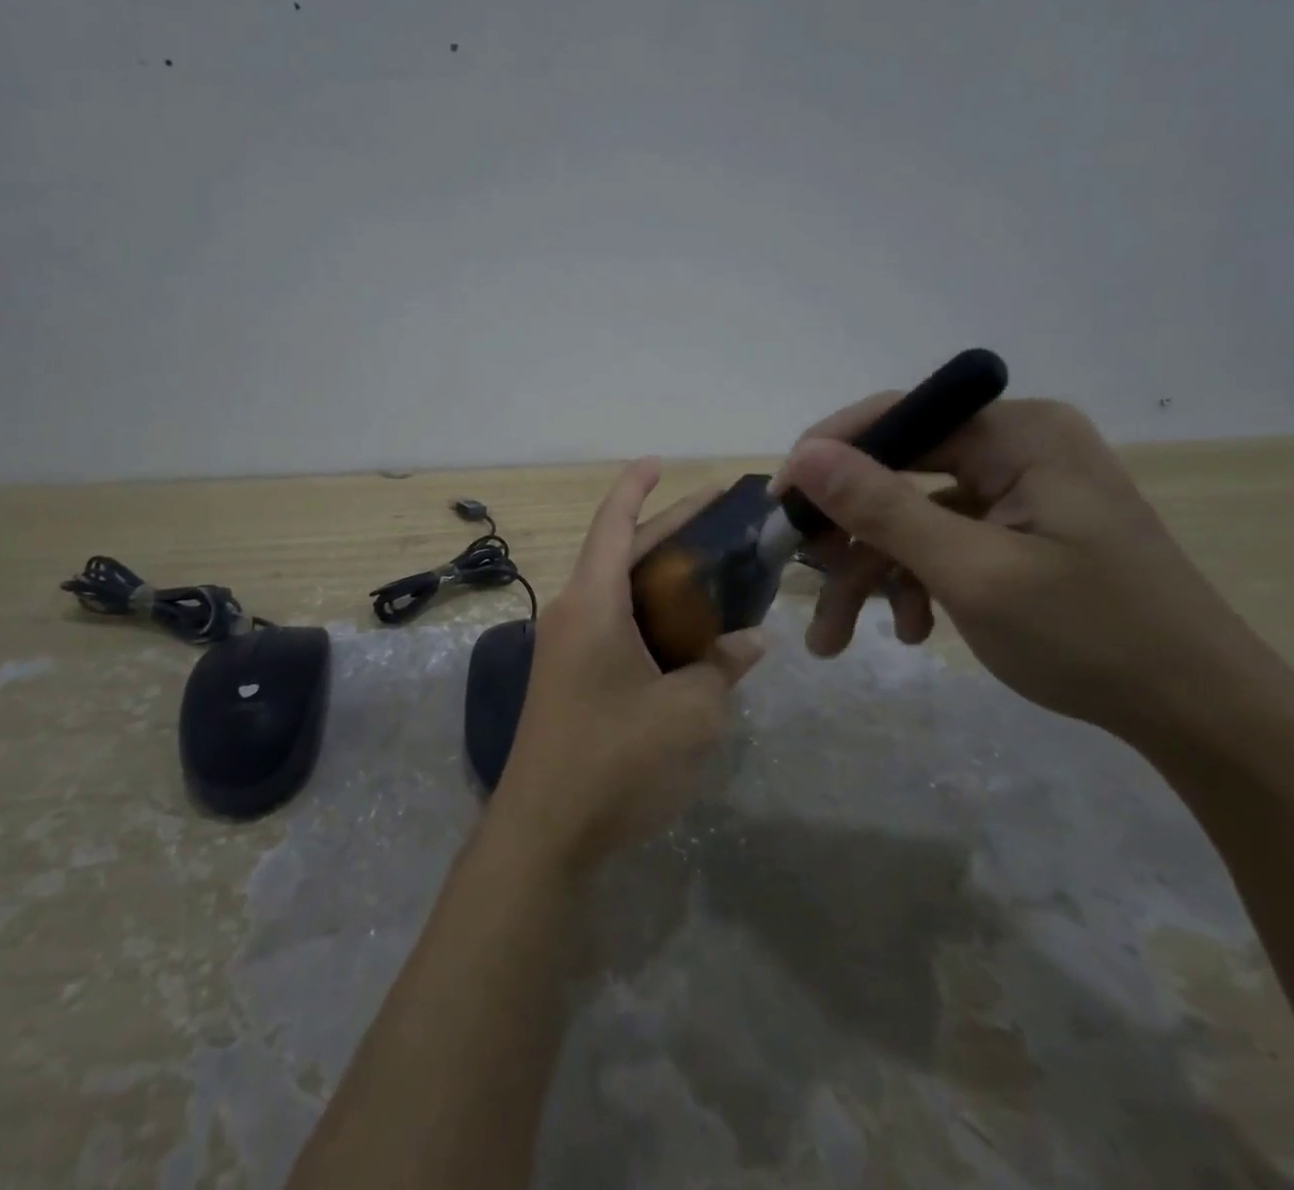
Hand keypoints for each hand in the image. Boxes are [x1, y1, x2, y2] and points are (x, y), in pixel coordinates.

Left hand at [488, 460, 765, 876]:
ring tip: (714, 568)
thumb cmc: (616, 761)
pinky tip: (688, 630)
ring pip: (618, 589)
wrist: (543, 831)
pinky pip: (613, 624)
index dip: (636, 486)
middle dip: (667, 527)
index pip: (613, 523)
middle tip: (721, 514)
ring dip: (661, 574)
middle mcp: (573, 612)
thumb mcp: (689, 714)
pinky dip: (649, 613)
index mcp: (593, 603)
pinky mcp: (569, 677)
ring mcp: (566, 646)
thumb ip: (722, 667)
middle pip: (621, 551)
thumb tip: (750, 640)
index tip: (660, 461)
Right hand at [773, 397, 1273, 740]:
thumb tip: (805, 454)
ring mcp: (1017, 492)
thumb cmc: (1090, 635)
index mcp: (1018, 435)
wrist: (1201, 717)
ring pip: (910, 517)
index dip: (828, 458)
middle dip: (847, 538)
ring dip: (870, 574)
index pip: (898, 418)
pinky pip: (941, 541)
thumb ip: (883, 508)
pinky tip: (909, 630)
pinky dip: (913, 583)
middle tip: (800, 580)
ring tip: (836, 638)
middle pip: (897, 474)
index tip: (780, 507)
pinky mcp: (1017, 531)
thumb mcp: (971, 572)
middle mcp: (1016, 448)